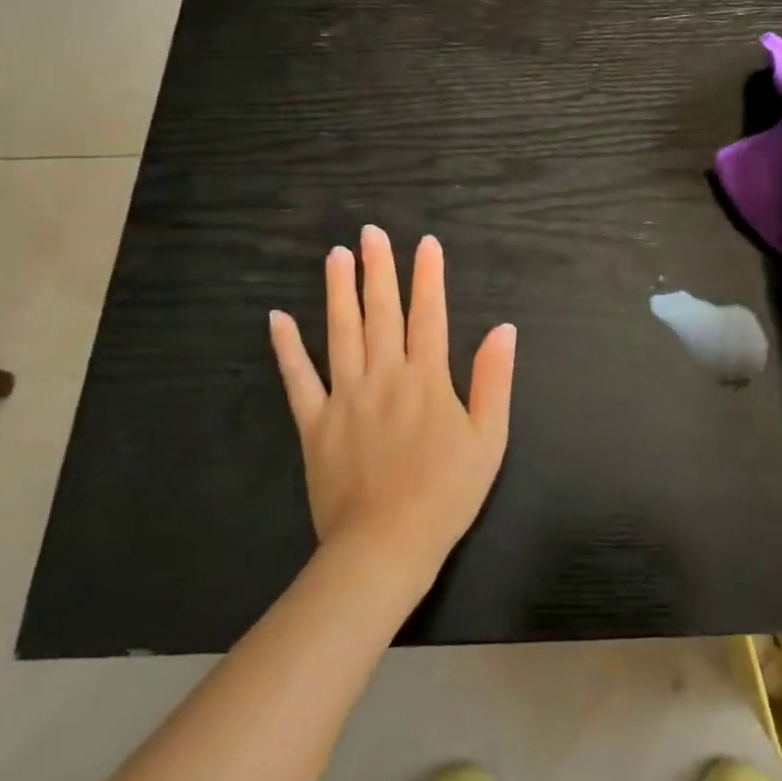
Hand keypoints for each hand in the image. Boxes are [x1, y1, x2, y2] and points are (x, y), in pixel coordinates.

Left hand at [268, 226, 516, 588]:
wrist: (385, 548)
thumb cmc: (446, 494)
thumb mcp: (489, 439)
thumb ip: (494, 380)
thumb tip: (503, 328)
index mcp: (427, 379)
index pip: (429, 314)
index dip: (428, 276)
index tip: (425, 243)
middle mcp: (384, 376)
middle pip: (381, 312)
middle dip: (378, 269)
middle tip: (370, 232)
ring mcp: (345, 397)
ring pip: (341, 333)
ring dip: (338, 291)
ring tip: (336, 255)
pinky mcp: (314, 424)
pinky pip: (298, 379)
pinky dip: (286, 348)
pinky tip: (278, 319)